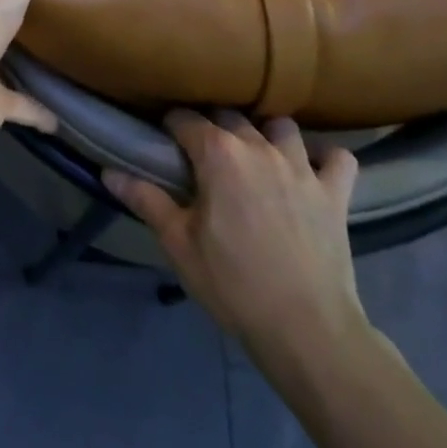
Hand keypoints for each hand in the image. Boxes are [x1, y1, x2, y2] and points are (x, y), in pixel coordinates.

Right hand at [106, 112, 366, 378]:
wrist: (308, 332)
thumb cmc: (234, 285)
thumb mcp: (179, 245)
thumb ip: (145, 200)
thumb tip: (107, 171)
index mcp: (217, 153)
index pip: (185, 119)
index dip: (171, 126)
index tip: (165, 142)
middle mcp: (258, 146)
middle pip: (229, 115)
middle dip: (213, 126)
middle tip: (205, 155)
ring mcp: (301, 166)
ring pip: (281, 126)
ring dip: (267, 134)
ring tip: (258, 156)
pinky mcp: (335, 192)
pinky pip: (338, 158)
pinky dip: (326, 159)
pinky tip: (314, 170)